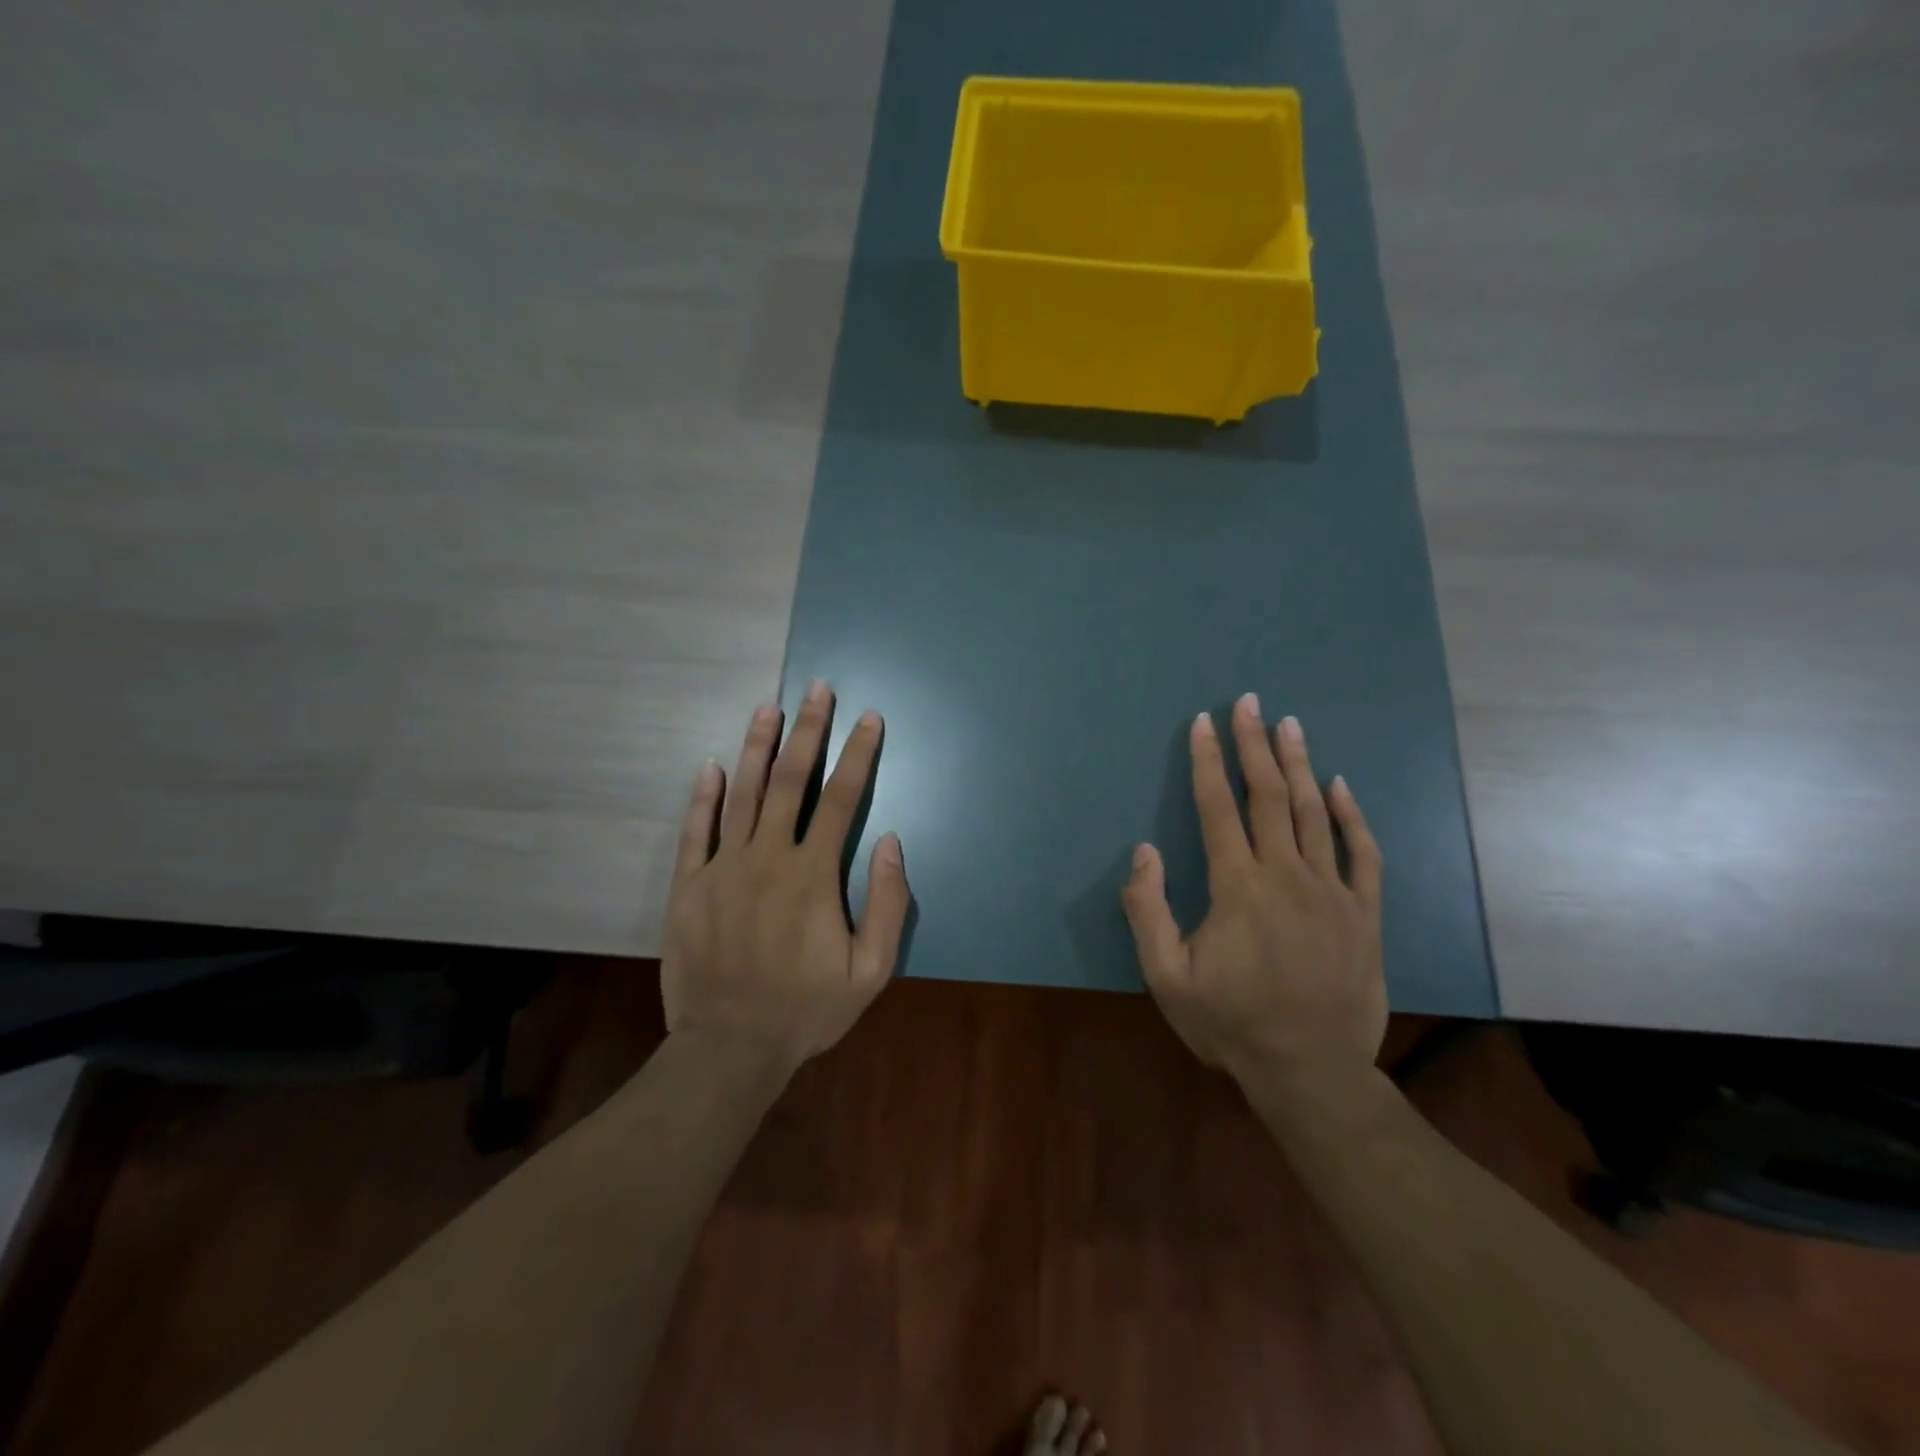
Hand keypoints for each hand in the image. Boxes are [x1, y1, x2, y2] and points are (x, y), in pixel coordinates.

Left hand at [661, 680, 910, 1077]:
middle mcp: (767, 858)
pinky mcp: (689, 887)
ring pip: (741, 794)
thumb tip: (890, 841)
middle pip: (789, 780)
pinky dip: (703, 797)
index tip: (868, 718)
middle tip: (817, 689)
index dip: (858, 754)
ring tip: (769, 708)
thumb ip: (887, 903)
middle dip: (808, 730)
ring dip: (757, 746)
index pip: (841, 799)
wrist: (730, 1048)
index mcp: (813, 875)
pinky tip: (710, 767)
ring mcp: (722, 869)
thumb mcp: (871, 970)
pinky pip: (695, 831)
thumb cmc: (807, 1009)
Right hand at [1121, 694, 1384, 1086]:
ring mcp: (1332, 891)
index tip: (1203, 723)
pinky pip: (1362, 853)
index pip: (1217, 807)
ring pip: (1313, 812)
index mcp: (1237, 886)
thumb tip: (1144, 850)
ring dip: (1298, 764)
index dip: (1207, 761)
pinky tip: (1340, 786)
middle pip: (1267, 795)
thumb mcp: (1166, 977)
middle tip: (1248, 703)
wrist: (1311, 1072)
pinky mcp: (1364, 913)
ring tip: (1289, 724)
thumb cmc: (1231, 1023)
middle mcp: (1286, 874)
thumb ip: (1148, 910)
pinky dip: (1351, 816)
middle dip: (1253, 745)